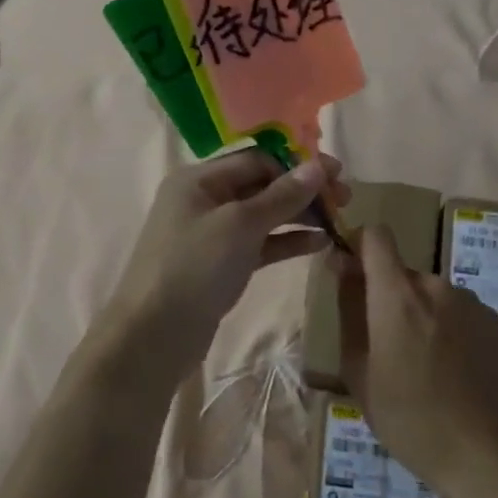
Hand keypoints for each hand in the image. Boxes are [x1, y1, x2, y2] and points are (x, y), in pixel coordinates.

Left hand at [100, 151, 347, 383]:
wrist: (153, 337)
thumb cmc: (193, 268)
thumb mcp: (240, 226)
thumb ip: (282, 196)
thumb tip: (318, 166)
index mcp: (198, 180)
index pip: (256, 159)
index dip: (296, 165)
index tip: (336, 175)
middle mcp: (203, 200)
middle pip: (261, 184)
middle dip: (302, 190)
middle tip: (345, 199)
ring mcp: (211, 234)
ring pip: (263, 215)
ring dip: (299, 215)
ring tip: (339, 221)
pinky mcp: (220, 265)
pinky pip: (259, 244)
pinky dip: (286, 241)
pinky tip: (320, 244)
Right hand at [335, 226, 497, 491]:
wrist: (485, 456)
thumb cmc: (408, 419)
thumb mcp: (358, 370)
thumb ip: (349, 309)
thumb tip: (341, 266)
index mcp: (397, 295)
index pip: (375, 235)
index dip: (358, 245)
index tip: (350, 275)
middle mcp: (435, 285)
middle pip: (400, 272)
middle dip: (387, 296)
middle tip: (384, 345)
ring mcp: (468, 301)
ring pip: (427, 292)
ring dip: (417, 313)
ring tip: (420, 364)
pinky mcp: (492, 320)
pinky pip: (454, 309)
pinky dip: (444, 325)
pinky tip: (449, 368)